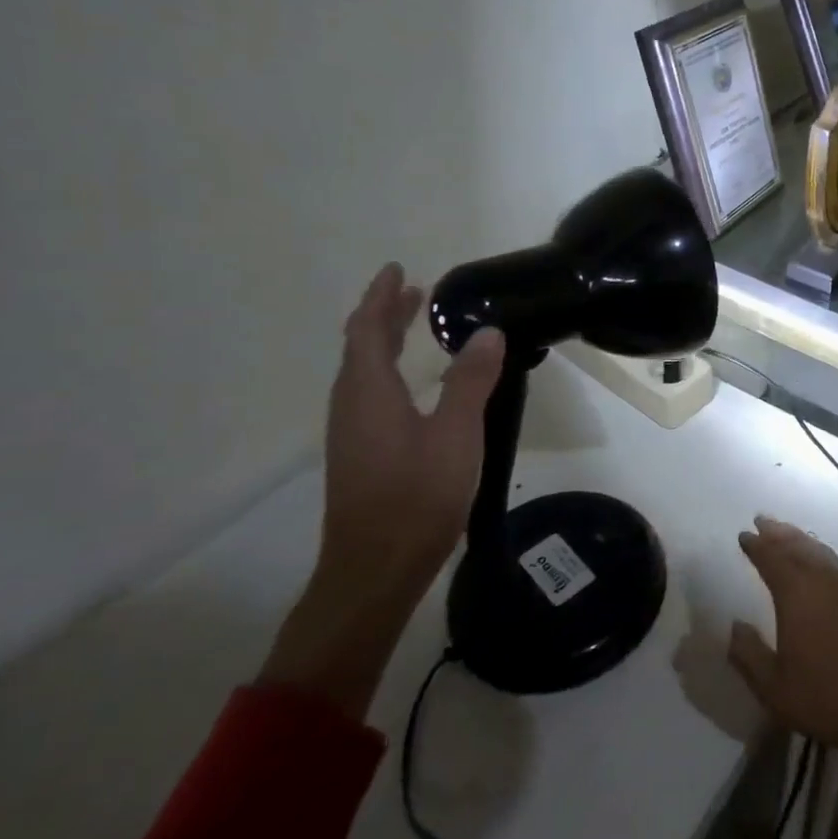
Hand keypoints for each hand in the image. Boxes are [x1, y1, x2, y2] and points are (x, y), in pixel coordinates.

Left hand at [260, 264, 504, 717]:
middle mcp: (351, 406)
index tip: (399, 269)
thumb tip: (486, 331)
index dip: (381, 298)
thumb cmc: (417, 496)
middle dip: (384, 316)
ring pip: (363, 372)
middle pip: (360, 348)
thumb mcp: (456, 433)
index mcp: (368, 393)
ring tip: (416, 327)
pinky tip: (415, 384)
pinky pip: (371, 393)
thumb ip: (471, 380)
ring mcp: (353, 432)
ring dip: (385, 342)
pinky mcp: (362, 453)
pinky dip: (390, 370)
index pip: (368, 330)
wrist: (376, 569)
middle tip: (415, 292)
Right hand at [728, 517, 837, 793]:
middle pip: (798, 546)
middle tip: (763, 520)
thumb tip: (734, 626)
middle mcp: (825, 580)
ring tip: (787, 533)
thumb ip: (749, 654)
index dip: (757, 546)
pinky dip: (821, 554)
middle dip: (778, 533)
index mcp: (798, 595)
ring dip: (800, 539)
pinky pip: (836, 563)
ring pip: (820, 551)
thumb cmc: (826, 698)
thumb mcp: (774, 688)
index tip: (744, 535)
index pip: (773, 559)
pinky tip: (819, 562)